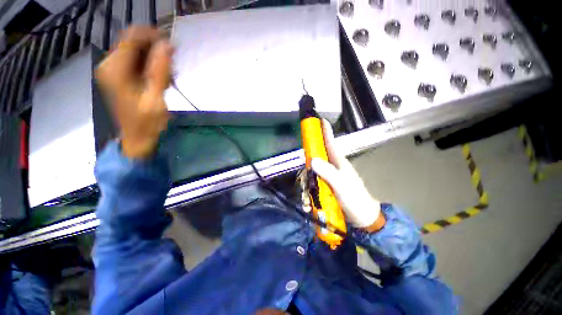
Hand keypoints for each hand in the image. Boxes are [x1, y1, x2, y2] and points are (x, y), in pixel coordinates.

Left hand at [96, 26, 172, 158]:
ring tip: (168, 78)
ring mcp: (113, 70)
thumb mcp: (156, 98)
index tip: (172, 46)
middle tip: (172, 67)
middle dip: (155, 50)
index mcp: (115, 69)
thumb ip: (160, 71)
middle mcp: (109, 64)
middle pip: (133, 42)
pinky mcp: (119, 75)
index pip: (132, 37)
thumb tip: (167, 45)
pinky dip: (150, 66)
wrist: (137, 137)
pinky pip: (136, 60)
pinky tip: (160, 80)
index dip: (153, 36)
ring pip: (136, 51)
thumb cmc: (147, 122)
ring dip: (155, 60)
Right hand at [311, 120, 384, 230]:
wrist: (362, 217)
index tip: (319, 120)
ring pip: (314, 169)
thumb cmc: (355, 199)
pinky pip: (314, 181)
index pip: (330, 142)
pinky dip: (309, 186)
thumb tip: (312, 160)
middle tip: (304, 166)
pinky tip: (308, 197)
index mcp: (338, 162)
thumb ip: (327, 172)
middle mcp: (333, 166)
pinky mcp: (327, 185)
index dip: (325, 131)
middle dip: (309, 157)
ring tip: (305, 191)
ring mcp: (329, 176)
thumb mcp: (341, 184)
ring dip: (307, 178)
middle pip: (318, 155)